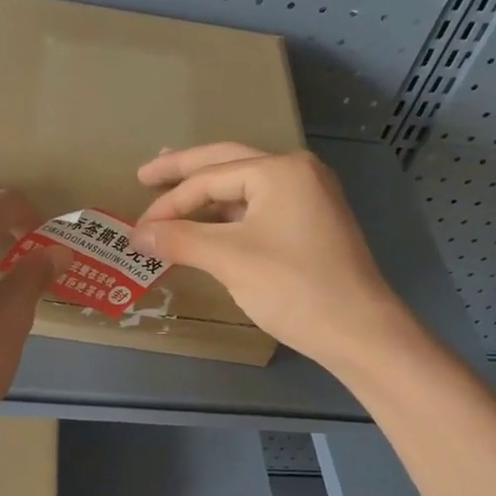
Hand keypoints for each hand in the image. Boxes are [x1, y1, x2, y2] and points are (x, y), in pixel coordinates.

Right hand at [134, 143, 407, 370]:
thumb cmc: (294, 288)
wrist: (359, 332)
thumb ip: (179, 239)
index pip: (208, 179)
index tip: (137, 230)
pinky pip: (259, 207)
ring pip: (244, 186)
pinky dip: (228, 214)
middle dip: (184, 170)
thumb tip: (136, 234)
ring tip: (172, 192)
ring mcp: (309, 197)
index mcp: (280, 170)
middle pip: (227, 163)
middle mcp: (297, 172)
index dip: (168, 203)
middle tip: (145, 175)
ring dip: (206, 192)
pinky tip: (209, 223)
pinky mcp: (311, 224)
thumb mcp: (230, 260)